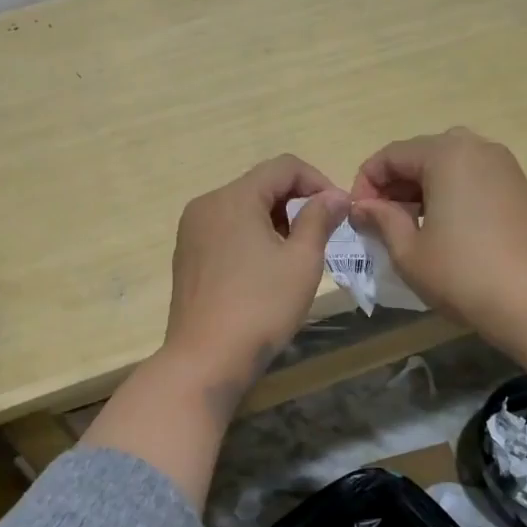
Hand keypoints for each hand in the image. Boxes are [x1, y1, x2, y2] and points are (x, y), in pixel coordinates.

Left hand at [163, 155, 347, 406]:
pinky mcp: (187, 256)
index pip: (284, 167)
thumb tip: (335, 195)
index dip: (318, 181)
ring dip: (275, 222)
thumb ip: (320, 219)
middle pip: (260, 186)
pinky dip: (251, 238)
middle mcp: (206, 205)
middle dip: (296, 203)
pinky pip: (226, 231)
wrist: (205, 359)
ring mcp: (191, 232)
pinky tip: (265, 271)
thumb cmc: (261, 308)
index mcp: (234, 198)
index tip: (339, 212)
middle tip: (322, 237)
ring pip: (243, 209)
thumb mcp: (301, 261)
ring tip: (297, 256)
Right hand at [349, 127, 526, 351]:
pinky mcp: (519, 188)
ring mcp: (504, 166)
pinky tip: (443, 228)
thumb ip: (381, 219)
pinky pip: (472, 179)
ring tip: (409, 226)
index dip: (365, 184)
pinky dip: (450, 194)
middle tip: (380, 222)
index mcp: (446, 154)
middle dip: (394, 185)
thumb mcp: (408, 251)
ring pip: (448, 165)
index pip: (390, 156)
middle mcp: (477, 147)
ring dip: (421, 189)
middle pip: (420, 155)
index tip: (357, 218)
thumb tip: (362, 207)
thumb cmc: (461, 274)